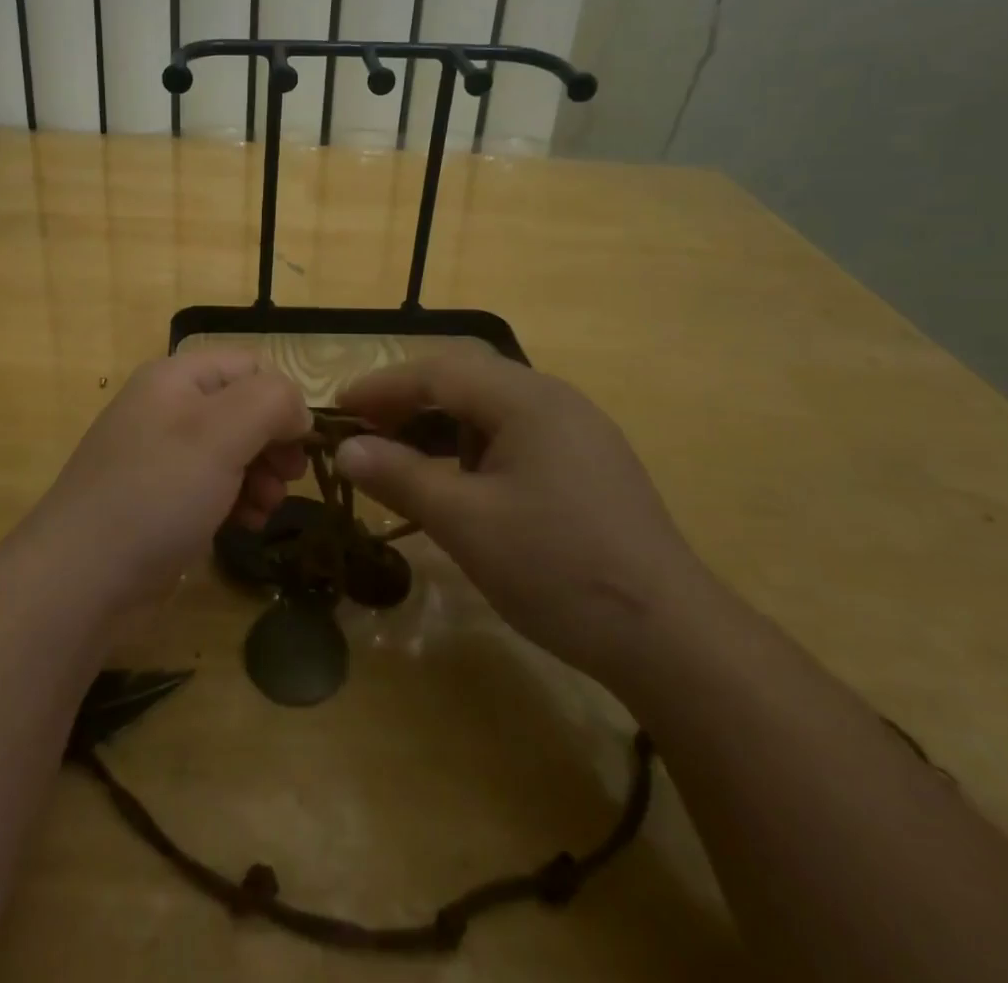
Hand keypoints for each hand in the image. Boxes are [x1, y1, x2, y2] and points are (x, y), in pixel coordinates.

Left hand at [27, 351, 309, 612]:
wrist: (81, 579)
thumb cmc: (156, 493)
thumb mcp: (221, 433)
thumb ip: (271, 402)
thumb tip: (298, 411)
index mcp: (177, 378)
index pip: (251, 367)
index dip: (283, 399)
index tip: (300, 444)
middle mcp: (169, 408)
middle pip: (245, 409)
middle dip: (274, 443)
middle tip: (289, 479)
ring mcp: (163, 457)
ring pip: (234, 452)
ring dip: (261, 477)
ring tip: (266, 508)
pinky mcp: (162, 500)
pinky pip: (214, 487)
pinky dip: (238, 501)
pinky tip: (246, 525)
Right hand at [335, 350, 702, 683]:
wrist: (670, 636)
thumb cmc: (558, 568)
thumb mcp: (466, 523)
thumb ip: (401, 477)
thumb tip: (346, 450)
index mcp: (527, 399)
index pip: (438, 371)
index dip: (381, 386)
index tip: (338, 408)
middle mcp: (554, 399)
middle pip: (466, 380)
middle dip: (410, 401)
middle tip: (366, 431)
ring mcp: (578, 431)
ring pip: (492, 408)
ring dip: (441, 425)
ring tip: (404, 457)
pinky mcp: (589, 464)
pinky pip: (516, 435)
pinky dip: (474, 448)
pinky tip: (461, 483)